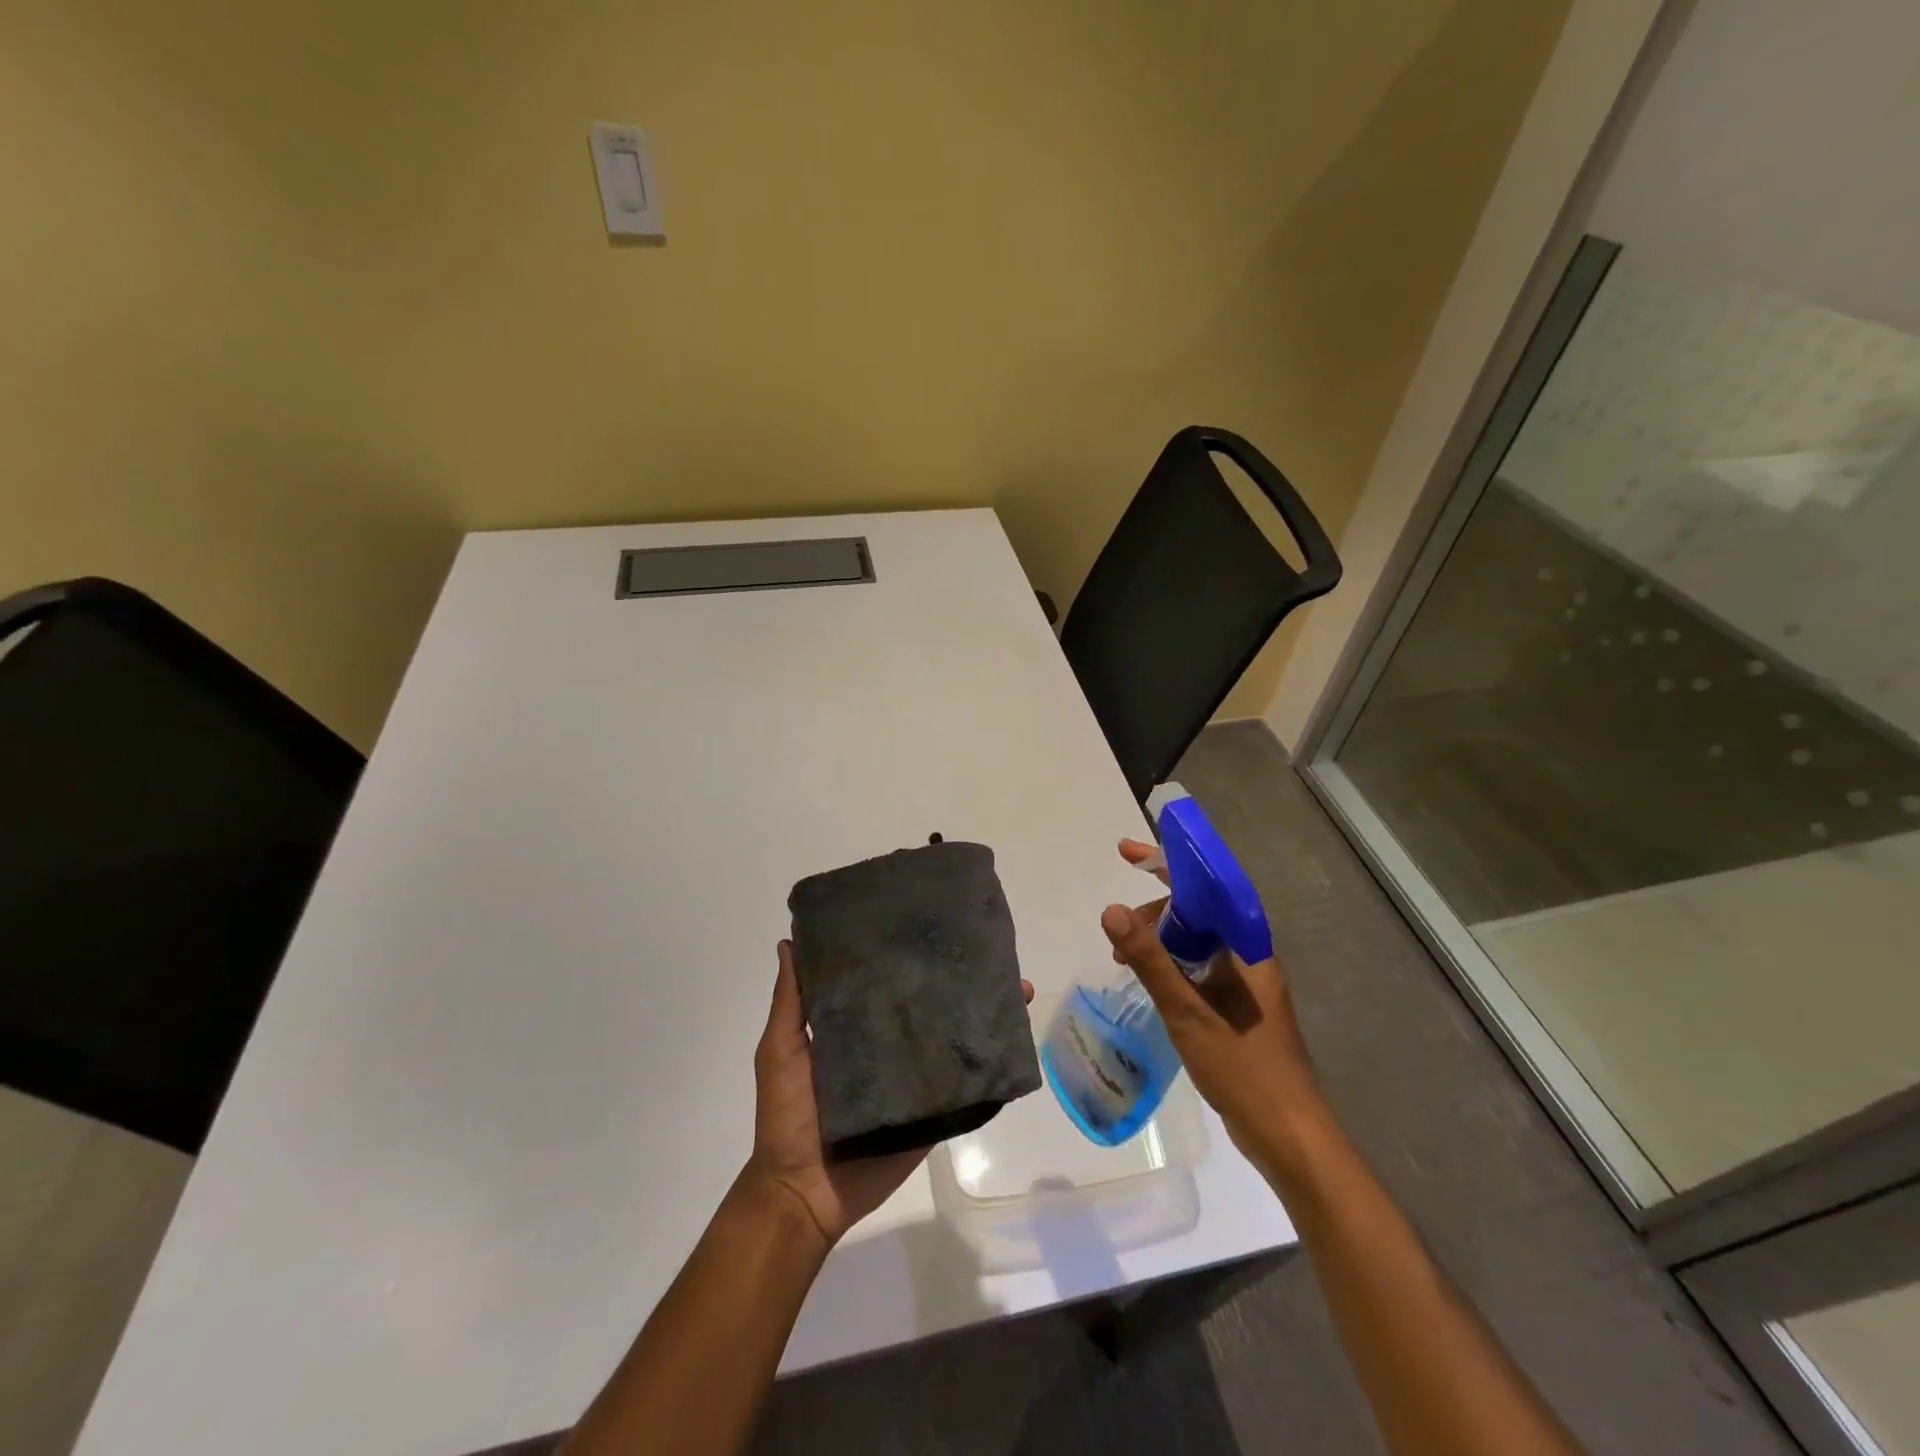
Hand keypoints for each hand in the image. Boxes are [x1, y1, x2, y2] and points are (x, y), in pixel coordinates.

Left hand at [742, 940, 1031, 1253]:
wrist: (803, 1193)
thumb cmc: (787, 1114)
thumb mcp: (781, 1048)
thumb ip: (790, 1001)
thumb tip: (788, 942)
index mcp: (854, 1026)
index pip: (885, 980)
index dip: (905, 954)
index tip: (927, 919)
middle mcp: (888, 1045)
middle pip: (926, 1005)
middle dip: (955, 979)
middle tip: (985, 947)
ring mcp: (913, 1079)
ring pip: (952, 1040)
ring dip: (982, 1015)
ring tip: (1017, 985)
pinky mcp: (931, 1112)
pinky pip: (963, 1086)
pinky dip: (988, 1065)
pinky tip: (1014, 1039)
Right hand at [1102, 839, 1321, 1167]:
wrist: (1288, 1133)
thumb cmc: (1243, 1067)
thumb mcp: (1187, 1010)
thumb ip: (1149, 959)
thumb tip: (1111, 910)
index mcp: (1245, 945)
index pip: (1206, 885)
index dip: (1167, 862)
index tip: (1128, 851)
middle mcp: (1247, 955)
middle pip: (1197, 911)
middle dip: (1153, 911)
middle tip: (1118, 934)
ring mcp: (1244, 982)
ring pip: (1196, 941)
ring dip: (1159, 940)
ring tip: (1123, 959)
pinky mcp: (1237, 1007)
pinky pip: (1198, 967)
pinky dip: (1170, 964)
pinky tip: (1150, 981)